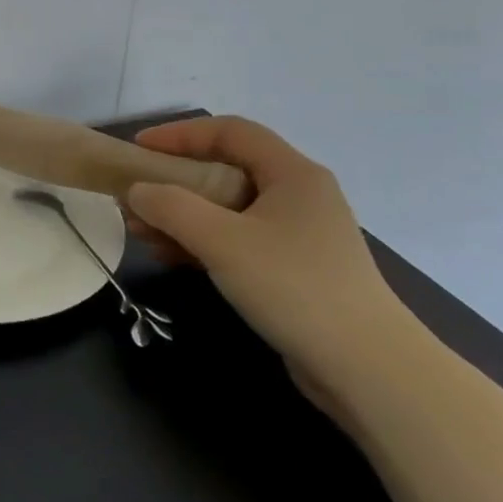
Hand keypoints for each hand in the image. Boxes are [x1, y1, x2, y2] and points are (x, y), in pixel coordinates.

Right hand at [121, 116, 422, 406]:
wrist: (367, 369)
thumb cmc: (295, 287)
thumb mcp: (223, 241)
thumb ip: (172, 207)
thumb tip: (136, 190)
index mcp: (293, 174)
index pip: (230, 132)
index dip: (181, 134)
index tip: (139, 149)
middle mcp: (298, 195)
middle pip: (226, 169)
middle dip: (174, 181)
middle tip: (134, 196)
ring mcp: (296, 234)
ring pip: (226, 208)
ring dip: (181, 215)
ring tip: (141, 231)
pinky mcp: (291, 268)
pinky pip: (235, 239)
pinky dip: (200, 241)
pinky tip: (170, 256)